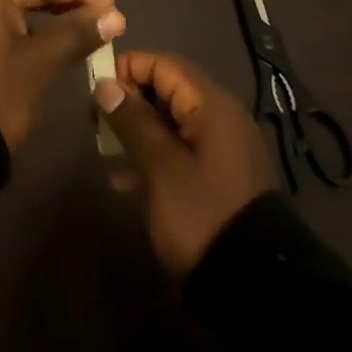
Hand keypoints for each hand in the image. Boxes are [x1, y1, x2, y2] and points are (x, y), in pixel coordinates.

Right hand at [94, 50, 276, 276]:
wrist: (256, 286)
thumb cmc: (203, 214)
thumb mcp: (161, 167)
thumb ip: (133, 121)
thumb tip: (105, 84)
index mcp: (212, 105)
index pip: (164, 64)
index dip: (127, 68)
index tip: (95, 88)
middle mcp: (220, 117)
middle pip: (167, 90)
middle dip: (129, 100)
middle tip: (96, 121)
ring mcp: (222, 148)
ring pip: (171, 121)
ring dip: (138, 130)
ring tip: (106, 151)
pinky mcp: (219, 176)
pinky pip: (181, 149)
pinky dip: (154, 155)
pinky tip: (126, 180)